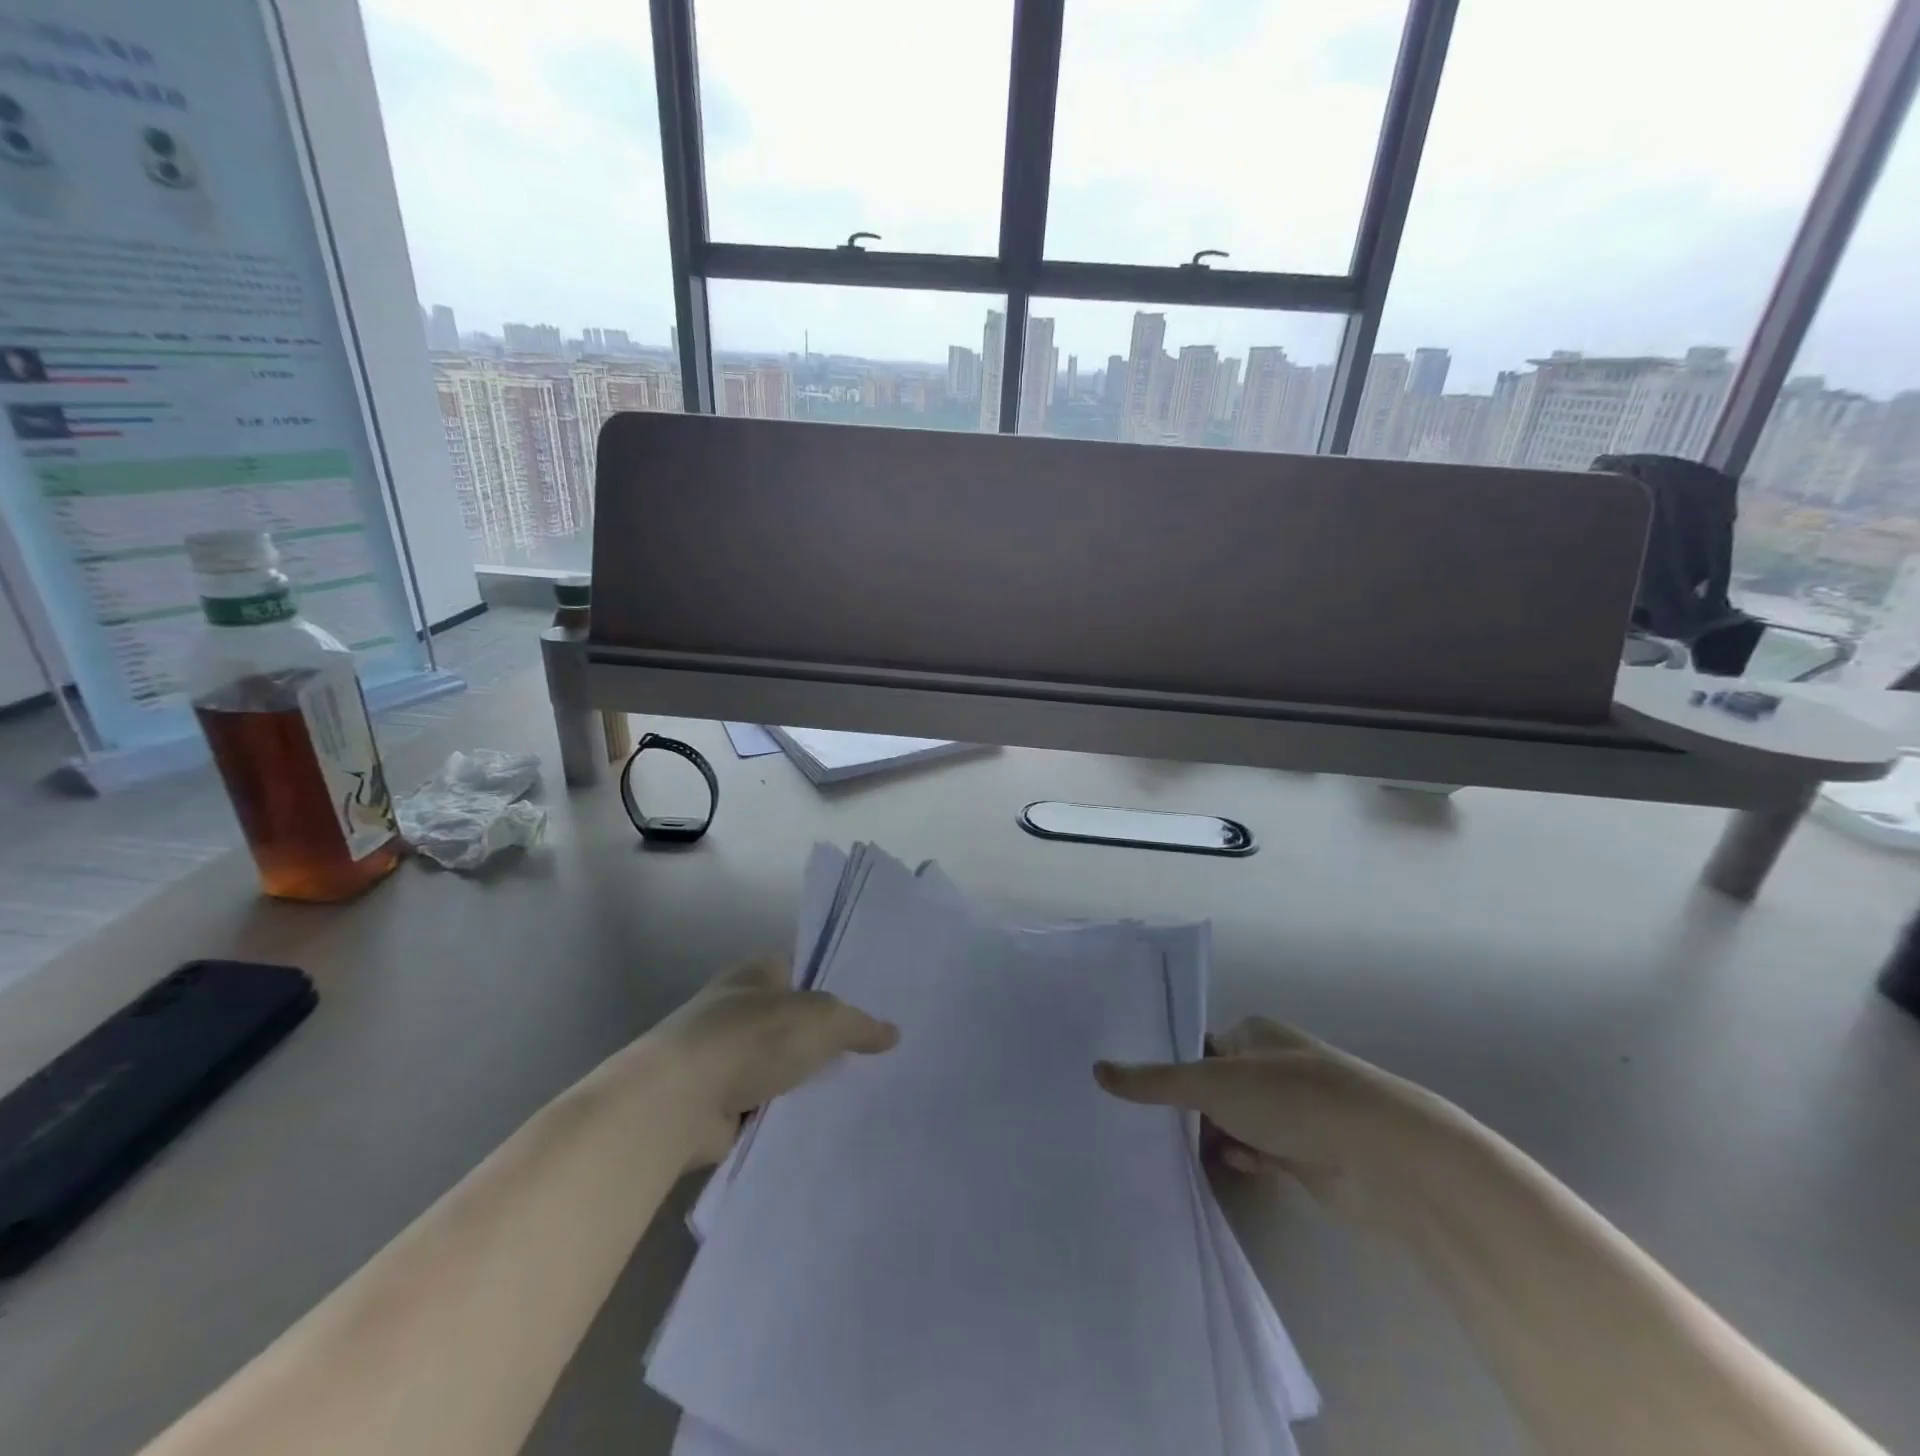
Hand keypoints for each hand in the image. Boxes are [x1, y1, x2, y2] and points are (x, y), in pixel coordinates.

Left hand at [645, 956, 898, 1165]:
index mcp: (756, 973)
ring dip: (799, 1080)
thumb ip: (859, 1025)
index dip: (832, 986)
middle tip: (869, 1056)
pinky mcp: (712, 1103)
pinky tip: (814, 1125)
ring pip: (776, 1064)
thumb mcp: (822, 1020)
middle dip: (820, 1039)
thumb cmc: (751, 1038)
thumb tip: (893, 1033)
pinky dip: (780, 1114)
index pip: (800, 970)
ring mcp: (720, 1057)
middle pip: (789, 1020)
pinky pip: (760, 1104)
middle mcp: (735, 1008)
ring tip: (852, 1094)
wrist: (678, 1101)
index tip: (866, 1009)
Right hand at [1095, 1016, 1406, 1216]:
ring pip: (1235, 1122)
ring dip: (1211, 1137)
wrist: (1382, 1157)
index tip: (1133, 1091)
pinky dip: (1239, 1160)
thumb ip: (1154, 1081)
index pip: (1198, 1047)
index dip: (1169, 1068)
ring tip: (1167, 1154)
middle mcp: (1272, 1067)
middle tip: (1142, 1128)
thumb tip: (1098, 1070)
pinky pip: (1258, 1153)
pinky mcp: (1306, 1154)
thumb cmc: (1291, 1098)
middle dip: (1187, 1109)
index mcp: (1253, 1034)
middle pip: (1214, 1087)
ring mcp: (1291, 1112)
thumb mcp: (1212, 1083)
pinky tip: (1219, 1169)